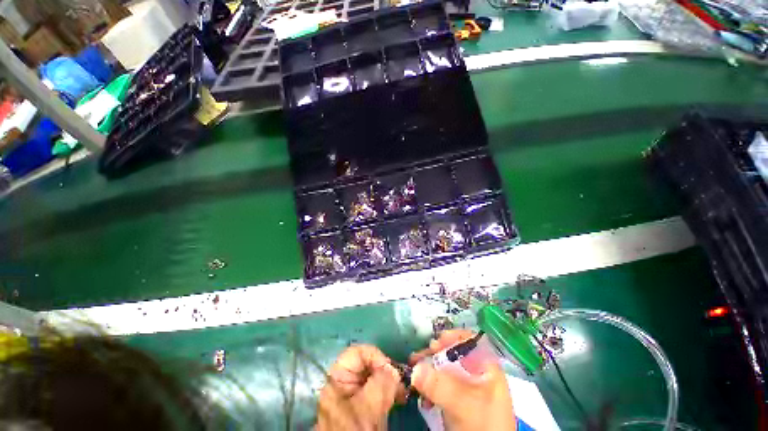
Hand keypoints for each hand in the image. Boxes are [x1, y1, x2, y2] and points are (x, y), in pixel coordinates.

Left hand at [317, 345, 405, 430]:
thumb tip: (393, 369)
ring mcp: (354, 393)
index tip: (390, 370)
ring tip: (401, 393)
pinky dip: (389, 391)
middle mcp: (344, 382)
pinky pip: (377, 389)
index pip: (357, 352)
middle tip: (400, 383)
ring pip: (374, 376)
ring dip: (390, 382)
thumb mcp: (368, 407)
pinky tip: (398, 398)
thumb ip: (381, 383)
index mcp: (338, 378)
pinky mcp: (363, 403)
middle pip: (367, 364)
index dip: (375, 356)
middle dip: (385, 371)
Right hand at [409, 330, 516, 430]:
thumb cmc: (482, 426)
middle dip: (434, 354)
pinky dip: (431, 386)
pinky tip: (423, 393)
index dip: (453, 337)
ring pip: (447, 369)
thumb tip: (415, 369)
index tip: (435, 342)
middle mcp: (478, 374)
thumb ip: (439, 385)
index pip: (471, 341)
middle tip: (417, 357)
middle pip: (455, 354)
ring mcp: (469, 388)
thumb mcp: (462, 404)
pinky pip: (443, 386)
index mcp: (487, 368)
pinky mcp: (460, 401)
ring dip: (429, 369)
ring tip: (414, 372)